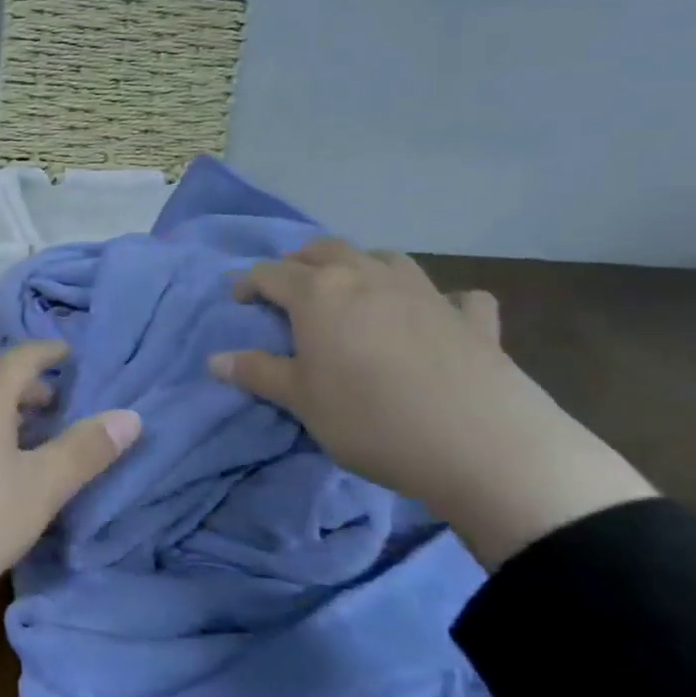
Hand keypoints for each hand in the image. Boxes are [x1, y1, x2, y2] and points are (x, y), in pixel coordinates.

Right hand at [208, 239, 654, 565]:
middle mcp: (368, 277)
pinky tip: (437, 317)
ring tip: (352, 291)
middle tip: (288, 288)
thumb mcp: (301, 401)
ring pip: (384, 257)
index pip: (270, 273)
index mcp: (319, 293)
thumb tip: (214, 359)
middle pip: (325, 250)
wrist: (481, 446)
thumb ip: (258, 373)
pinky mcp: (471, 318)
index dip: (248, 283)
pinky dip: (438, 300)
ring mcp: (424, 292)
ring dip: (360, 266)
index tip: (238, 301)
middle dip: (299, 263)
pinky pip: (453, 295)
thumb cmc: (370, 419)